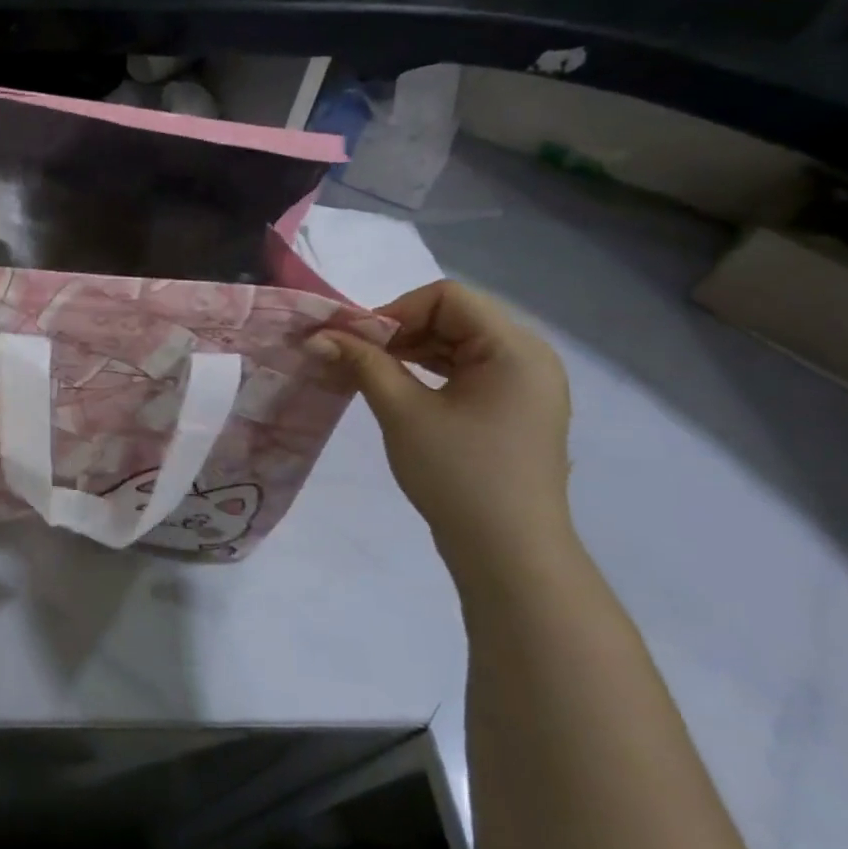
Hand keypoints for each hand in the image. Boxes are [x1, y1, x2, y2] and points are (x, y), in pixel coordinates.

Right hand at [310, 281, 572, 556]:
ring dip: (411, 350)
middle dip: (400, 330)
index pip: (447, 297)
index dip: (395, 310)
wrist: (508, 551)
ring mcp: (525, 384)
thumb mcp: (403, 412)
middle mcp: (529, 357)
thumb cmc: (457, 474)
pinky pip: (468, 370)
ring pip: (458, 343)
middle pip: (455, 316)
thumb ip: (363, 363)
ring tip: (369, 371)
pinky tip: (398, 387)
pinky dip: (430, 371)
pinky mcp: (514, 408)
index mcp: (514, 348)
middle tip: (355, 356)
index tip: (356, 341)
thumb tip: (318, 336)